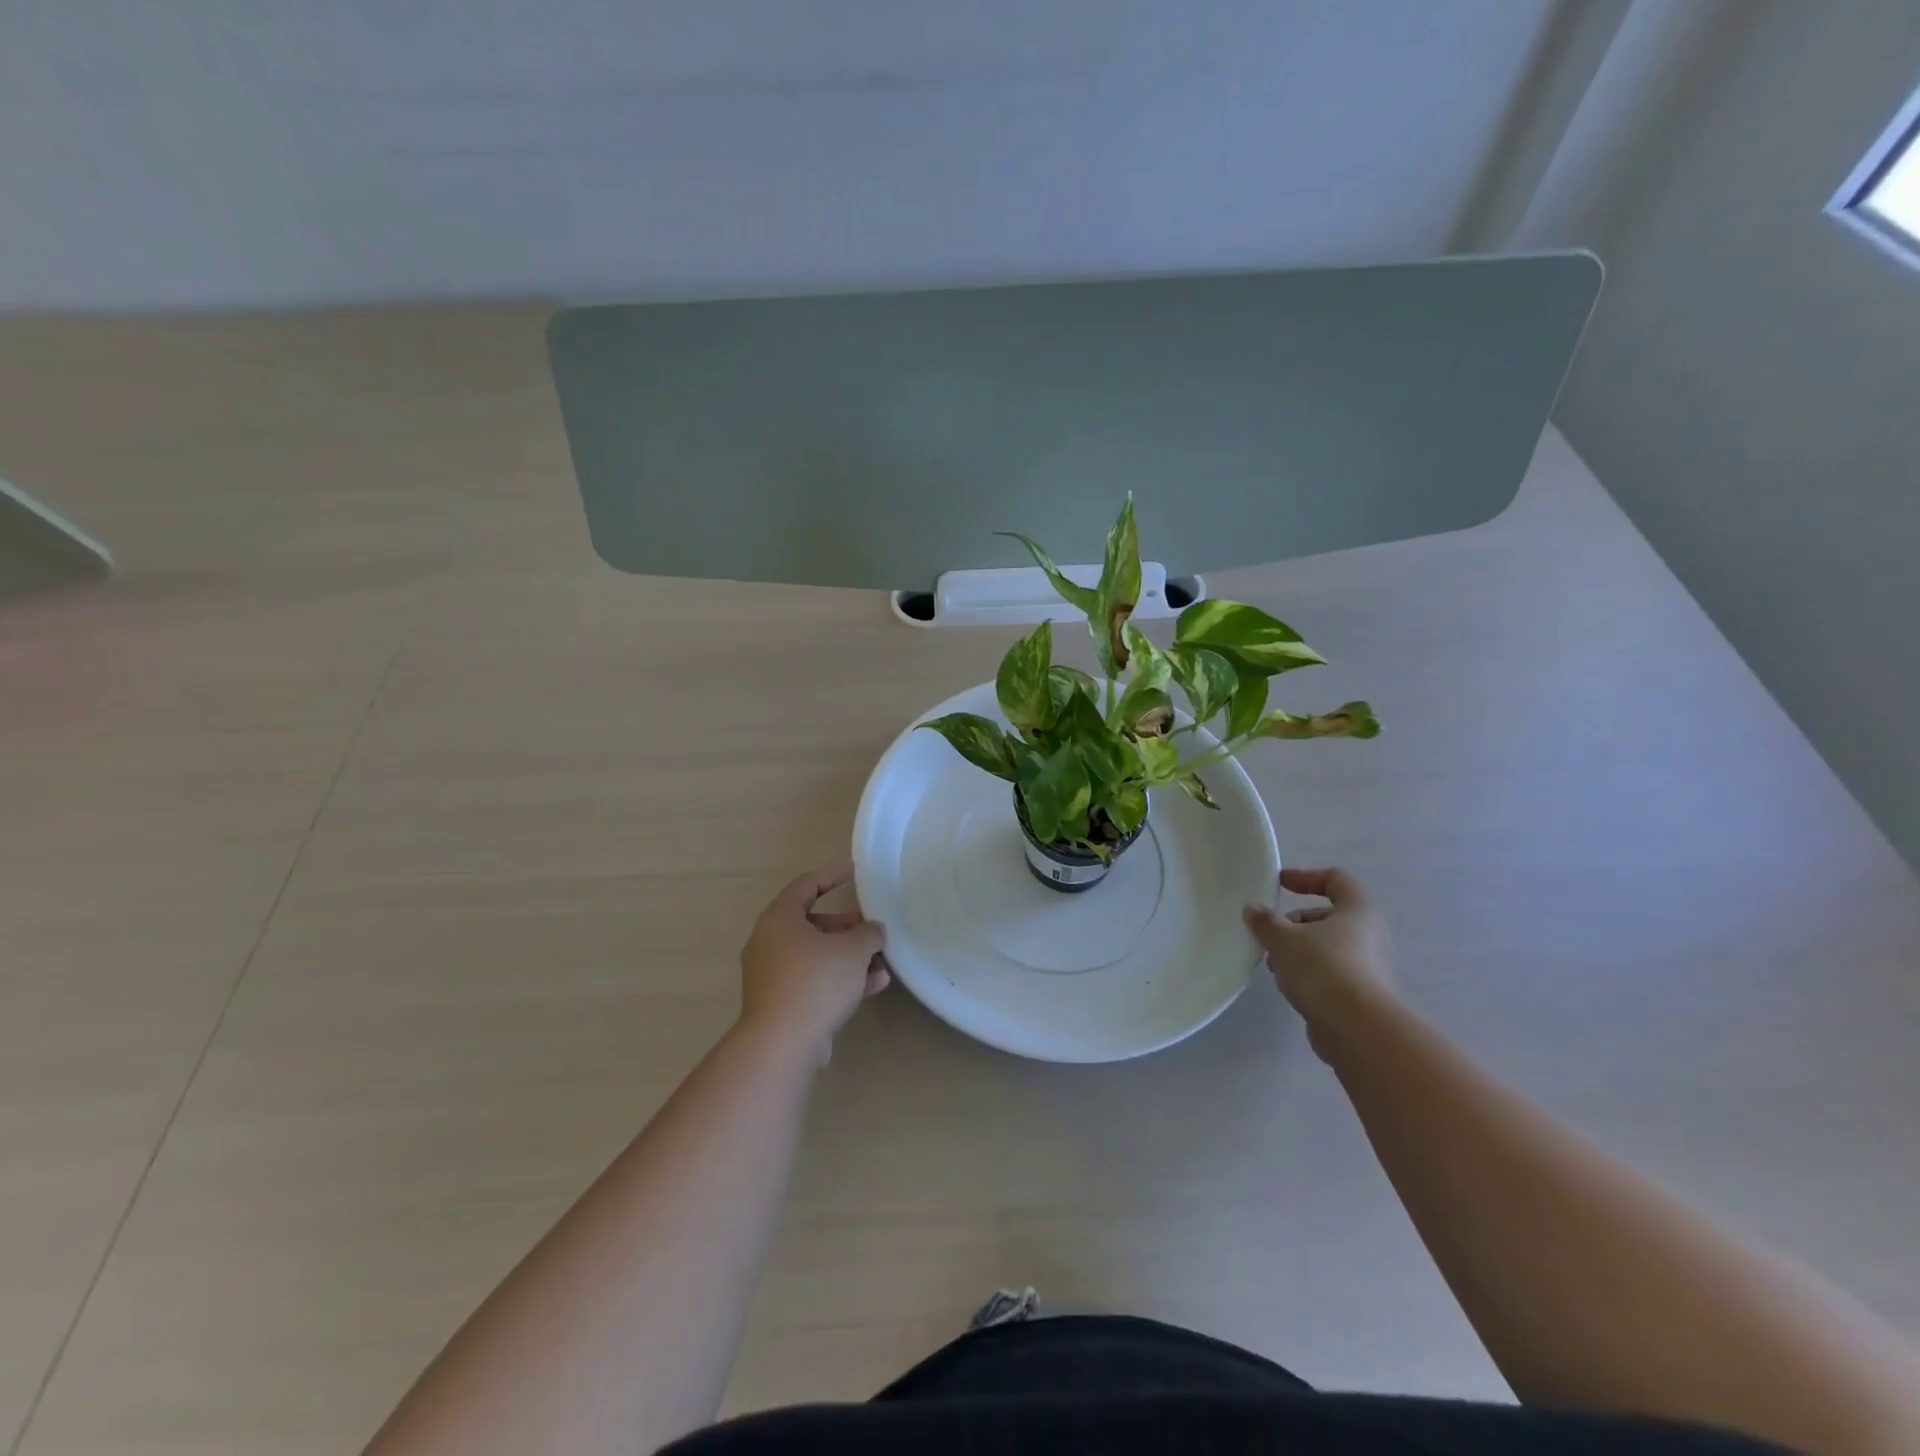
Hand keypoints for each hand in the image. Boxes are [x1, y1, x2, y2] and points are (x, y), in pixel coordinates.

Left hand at [738, 862, 889, 1063]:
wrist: (782, 1045)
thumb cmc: (815, 982)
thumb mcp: (852, 950)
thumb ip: (868, 934)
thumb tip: (873, 930)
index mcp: (779, 919)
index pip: (806, 885)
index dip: (831, 874)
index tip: (853, 870)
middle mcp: (770, 942)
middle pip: (813, 923)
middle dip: (847, 926)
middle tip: (872, 927)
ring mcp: (773, 975)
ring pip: (816, 955)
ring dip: (849, 956)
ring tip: (882, 961)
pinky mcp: (781, 1002)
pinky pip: (814, 980)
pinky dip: (840, 979)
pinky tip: (874, 985)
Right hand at [1243, 866, 1396, 1059]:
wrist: (1359, 1030)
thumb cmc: (1323, 969)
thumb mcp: (1283, 939)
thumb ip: (1265, 921)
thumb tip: (1253, 910)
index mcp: (1358, 911)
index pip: (1337, 880)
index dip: (1306, 876)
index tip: (1279, 884)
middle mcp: (1371, 936)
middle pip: (1328, 917)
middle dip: (1294, 924)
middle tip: (1270, 936)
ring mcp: (1370, 968)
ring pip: (1327, 948)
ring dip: (1298, 952)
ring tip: (1275, 967)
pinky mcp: (1364, 997)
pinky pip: (1332, 975)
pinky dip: (1310, 975)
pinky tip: (1291, 989)